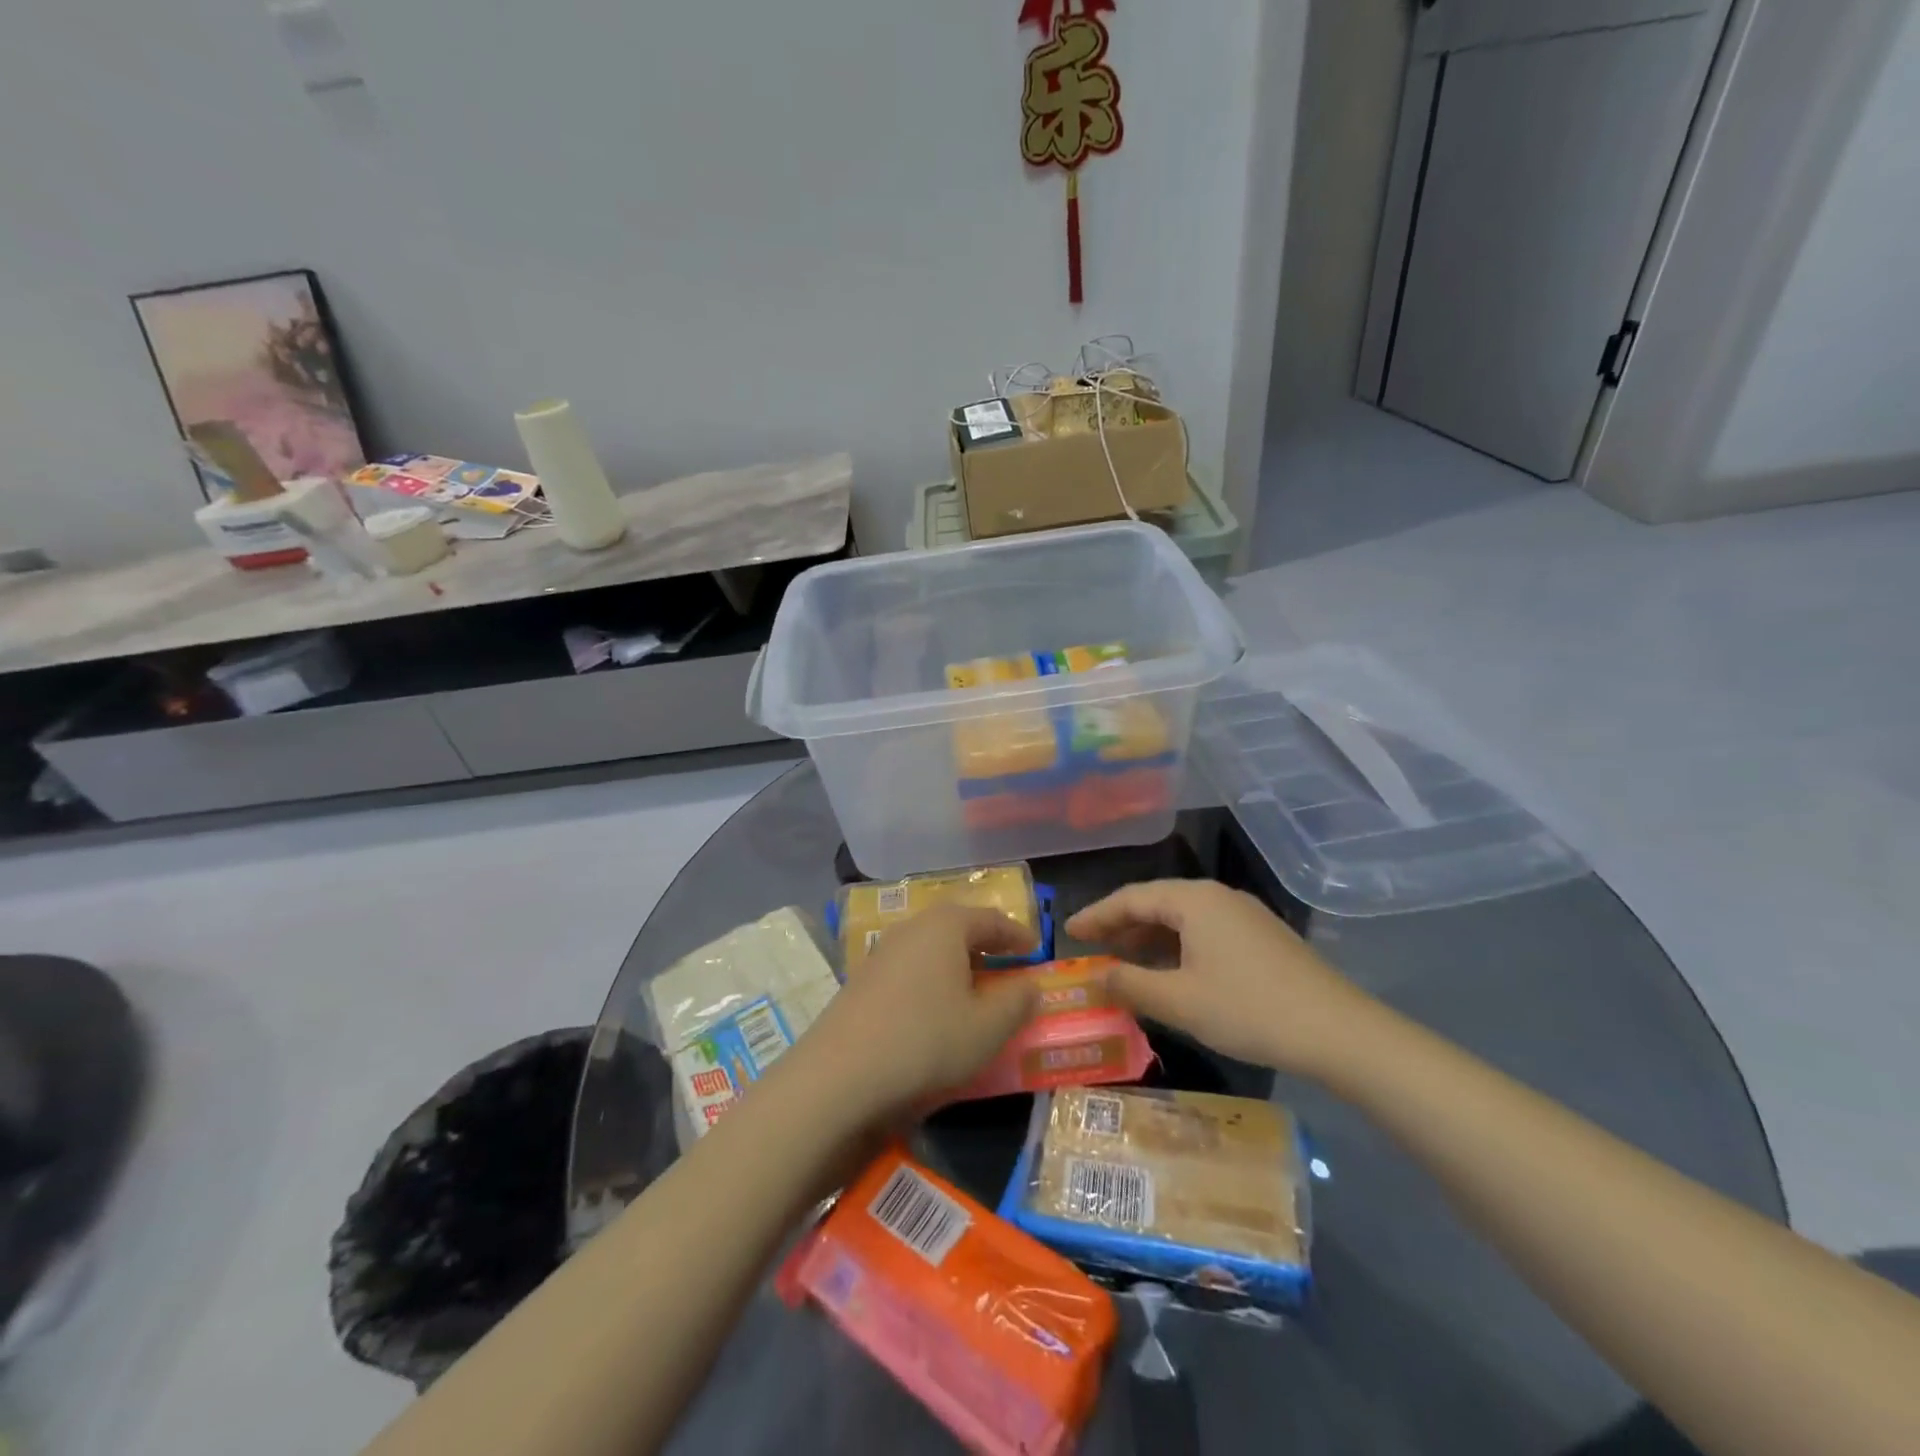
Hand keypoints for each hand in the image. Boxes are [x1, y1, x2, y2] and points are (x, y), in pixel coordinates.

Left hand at [800, 904, 1038, 1120]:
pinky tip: (936, 1009)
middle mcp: (912, 928)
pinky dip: (932, 980)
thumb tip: (1030, 984)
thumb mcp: (988, 1028)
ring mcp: (881, 953)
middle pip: (957, 927)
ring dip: (957, 963)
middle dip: (985, 944)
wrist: (839, 1077)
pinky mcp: (862, 981)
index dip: (1017, 934)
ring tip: (976, 989)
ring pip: (931, 948)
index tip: (1036, 949)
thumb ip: (1017, 1002)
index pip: (991, 919)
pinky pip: (910, 969)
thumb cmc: (926, 1041)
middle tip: (1008, 964)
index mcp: (945, 926)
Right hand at [1066, 879, 1379, 1078]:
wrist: (1340, 1033)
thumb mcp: (1180, 1002)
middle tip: (1091, 949)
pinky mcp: (1261, 938)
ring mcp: (1244, 915)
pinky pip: (1204, 932)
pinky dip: (1177, 948)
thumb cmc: (1250, 1010)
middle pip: (1156, 903)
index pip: (1131, 898)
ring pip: (1182, 919)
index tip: (1068, 932)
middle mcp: (1217, 897)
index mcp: (1194, 900)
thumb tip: (1095, 976)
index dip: (1096, 915)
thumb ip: (1130, 986)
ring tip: (1123, 963)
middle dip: (1121, 926)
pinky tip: (1170, 973)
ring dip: (1149, 939)